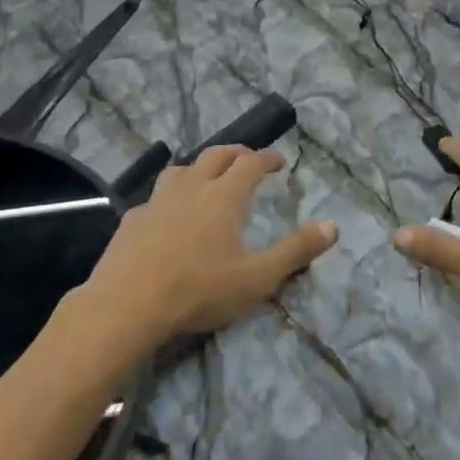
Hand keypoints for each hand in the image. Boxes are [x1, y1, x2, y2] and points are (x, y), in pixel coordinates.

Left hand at [90, 146, 335, 339]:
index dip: (267, 158)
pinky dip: (170, 197)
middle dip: (236, 153)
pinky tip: (167, 215)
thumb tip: (333, 226)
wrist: (126, 306)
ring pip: (181, 169)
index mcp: (224, 196)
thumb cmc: (199, 289)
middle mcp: (191, 187)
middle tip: (248, 159)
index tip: (279, 161)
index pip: (251, 163)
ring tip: (206, 179)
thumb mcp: (258, 277)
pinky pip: (156, 197)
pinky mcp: (132, 220)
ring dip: (199, 167)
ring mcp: (157, 201)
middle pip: (216, 155)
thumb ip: (296, 251)